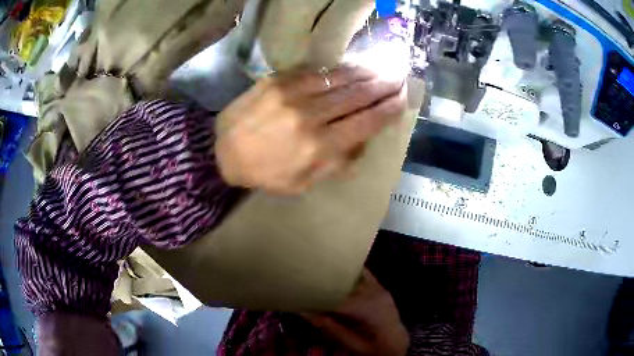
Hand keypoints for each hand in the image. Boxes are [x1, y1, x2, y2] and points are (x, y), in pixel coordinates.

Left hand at [215, 66, 405, 193]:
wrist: (223, 151)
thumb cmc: (266, 172)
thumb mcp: (303, 183)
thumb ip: (337, 163)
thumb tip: (363, 139)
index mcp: (319, 147)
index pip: (367, 122)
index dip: (389, 109)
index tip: (403, 100)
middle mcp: (311, 116)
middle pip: (359, 96)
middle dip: (384, 86)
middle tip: (400, 78)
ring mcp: (293, 93)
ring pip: (341, 79)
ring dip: (367, 73)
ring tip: (383, 69)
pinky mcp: (278, 79)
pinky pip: (317, 72)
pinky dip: (339, 70)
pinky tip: (353, 68)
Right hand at [302, 269, 409, 355]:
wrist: (397, 342)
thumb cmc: (374, 347)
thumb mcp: (350, 343)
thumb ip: (328, 326)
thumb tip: (303, 311)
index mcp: (367, 310)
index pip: (336, 298)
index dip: (316, 294)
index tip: (299, 292)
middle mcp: (375, 294)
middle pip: (344, 283)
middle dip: (324, 283)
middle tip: (304, 281)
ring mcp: (380, 289)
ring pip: (353, 276)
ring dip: (336, 276)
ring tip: (318, 275)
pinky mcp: (381, 287)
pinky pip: (364, 275)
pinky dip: (350, 274)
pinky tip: (338, 273)